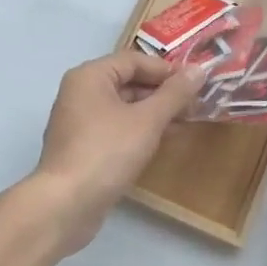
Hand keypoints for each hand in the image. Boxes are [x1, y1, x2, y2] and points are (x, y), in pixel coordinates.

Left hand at [33, 51, 207, 249]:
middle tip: (195, 104)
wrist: (66, 205)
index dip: (166, 69)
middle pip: (127, 82)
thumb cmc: (108, 151)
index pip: (134, 60)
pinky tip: (162, 141)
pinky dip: (139, 130)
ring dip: (154, 112)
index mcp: (90, 76)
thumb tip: (199, 69)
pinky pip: (116, 128)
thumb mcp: (148, 120)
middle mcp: (80, 93)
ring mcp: (79, 121)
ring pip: (123, 107)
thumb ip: (175, 94)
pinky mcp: (82, 147)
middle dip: (162, 92)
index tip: (195, 83)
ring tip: (185, 121)